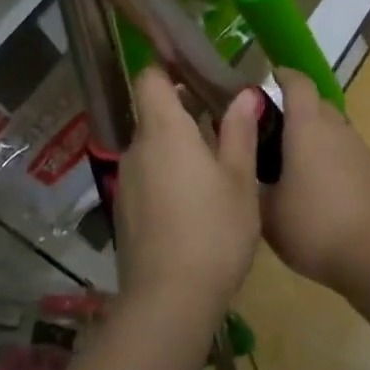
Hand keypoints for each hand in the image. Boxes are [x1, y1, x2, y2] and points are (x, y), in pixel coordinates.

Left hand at [113, 68, 261, 314]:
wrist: (169, 301)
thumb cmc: (214, 231)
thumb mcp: (240, 179)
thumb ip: (239, 131)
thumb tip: (244, 94)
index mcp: (164, 131)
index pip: (150, 78)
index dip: (168, 67)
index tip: (195, 69)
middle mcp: (137, 148)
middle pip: (153, 113)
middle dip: (184, 111)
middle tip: (223, 121)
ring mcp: (126, 181)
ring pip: (152, 147)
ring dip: (178, 146)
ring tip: (215, 164)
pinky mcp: (124, 211)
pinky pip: (147, 176)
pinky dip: (167, 175)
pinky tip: (194, 201)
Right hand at [260, 70, 369, 294]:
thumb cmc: (313, 226)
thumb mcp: (265, 210)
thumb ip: (250, 178)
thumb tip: (241, 160)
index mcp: (307, 127)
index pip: (298, 83)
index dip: (283, 76)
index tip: (267, 79)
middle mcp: (336, 128)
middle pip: (316, 103)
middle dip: (295, 108)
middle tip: (270, 130)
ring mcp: (360, 149)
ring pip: (333, 128)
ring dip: (314, 135)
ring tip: (292, 163)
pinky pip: (347, 152)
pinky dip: (331, 158)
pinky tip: (319, 188)